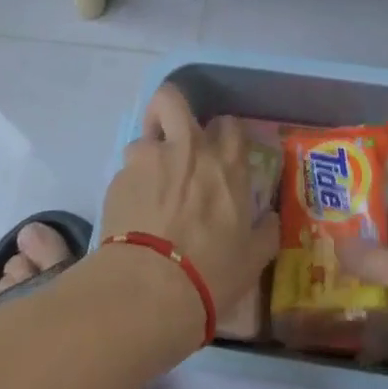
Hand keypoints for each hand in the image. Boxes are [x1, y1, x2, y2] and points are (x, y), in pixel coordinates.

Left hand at [99, 85, 279, 338]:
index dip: (223, 133)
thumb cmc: (211, 272)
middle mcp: (186, 149)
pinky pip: (126, 173)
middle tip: (172, 136)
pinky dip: (131, 188)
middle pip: (173, 98)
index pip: (228, 123)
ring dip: (148, 157)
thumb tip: (270, 219)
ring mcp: (147, 160)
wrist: (149, 290)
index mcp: (225, 163)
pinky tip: (132, 216)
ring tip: (149, 190)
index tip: (221, 152)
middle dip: (170, 108)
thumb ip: (265, 231)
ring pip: (144, 138)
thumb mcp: (252, 259)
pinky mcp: (117, 180)